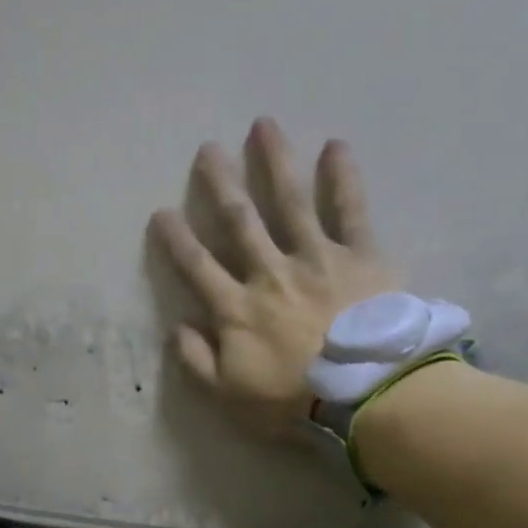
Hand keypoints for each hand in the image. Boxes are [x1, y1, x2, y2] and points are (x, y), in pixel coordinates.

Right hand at [149, 117, 399, 433]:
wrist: (366, 395)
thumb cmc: (291, 400)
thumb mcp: (229, 395)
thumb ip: (198, 361)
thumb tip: (178, 327)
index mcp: (236, 309)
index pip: (197, 267)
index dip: (176, 240)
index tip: (161, 213)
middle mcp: (270, 273)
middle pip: (239, 222)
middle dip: (220, 185)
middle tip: (207, 150)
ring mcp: (316, 259)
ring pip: (290, 203)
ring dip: (274, 163)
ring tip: (263, 127)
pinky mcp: (360, 257)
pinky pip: (350, 211)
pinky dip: (342, 179)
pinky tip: (335, 147)